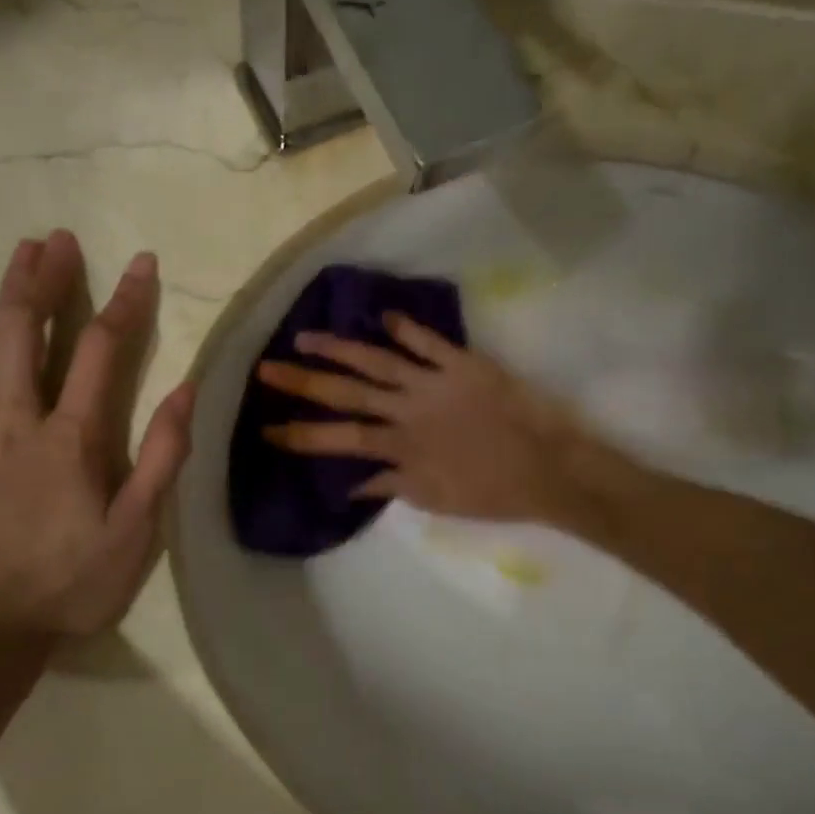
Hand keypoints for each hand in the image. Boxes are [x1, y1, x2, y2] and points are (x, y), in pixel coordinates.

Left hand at [0, 231, 194, 665]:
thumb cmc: (65, 589)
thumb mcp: (135, 534)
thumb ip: (160, 459)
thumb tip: (185, 391)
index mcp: (72, 438)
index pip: (102, 350)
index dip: (126, 301)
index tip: (141, 262)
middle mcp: (16, 421)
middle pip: (31, 333)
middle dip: (49, 280)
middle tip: (59, 239)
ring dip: (4, 297)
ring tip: (19, 254)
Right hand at [256, 313, 582, 522]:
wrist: (549, 468)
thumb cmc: (491, 492)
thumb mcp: (435, 498)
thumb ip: (391, 485)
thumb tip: (350, 484)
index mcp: (400, 447)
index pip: (339, 438)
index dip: (299, 435)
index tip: (266, 430)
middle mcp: (408, 410)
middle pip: (346, 393)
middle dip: (302, 382)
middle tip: (266, 369)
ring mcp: (434, 383)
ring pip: (377, 360)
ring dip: (340, 348)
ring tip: (306, 336)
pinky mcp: (463, 364)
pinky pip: (429, 341)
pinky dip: (406, 328)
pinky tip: (384, 315)